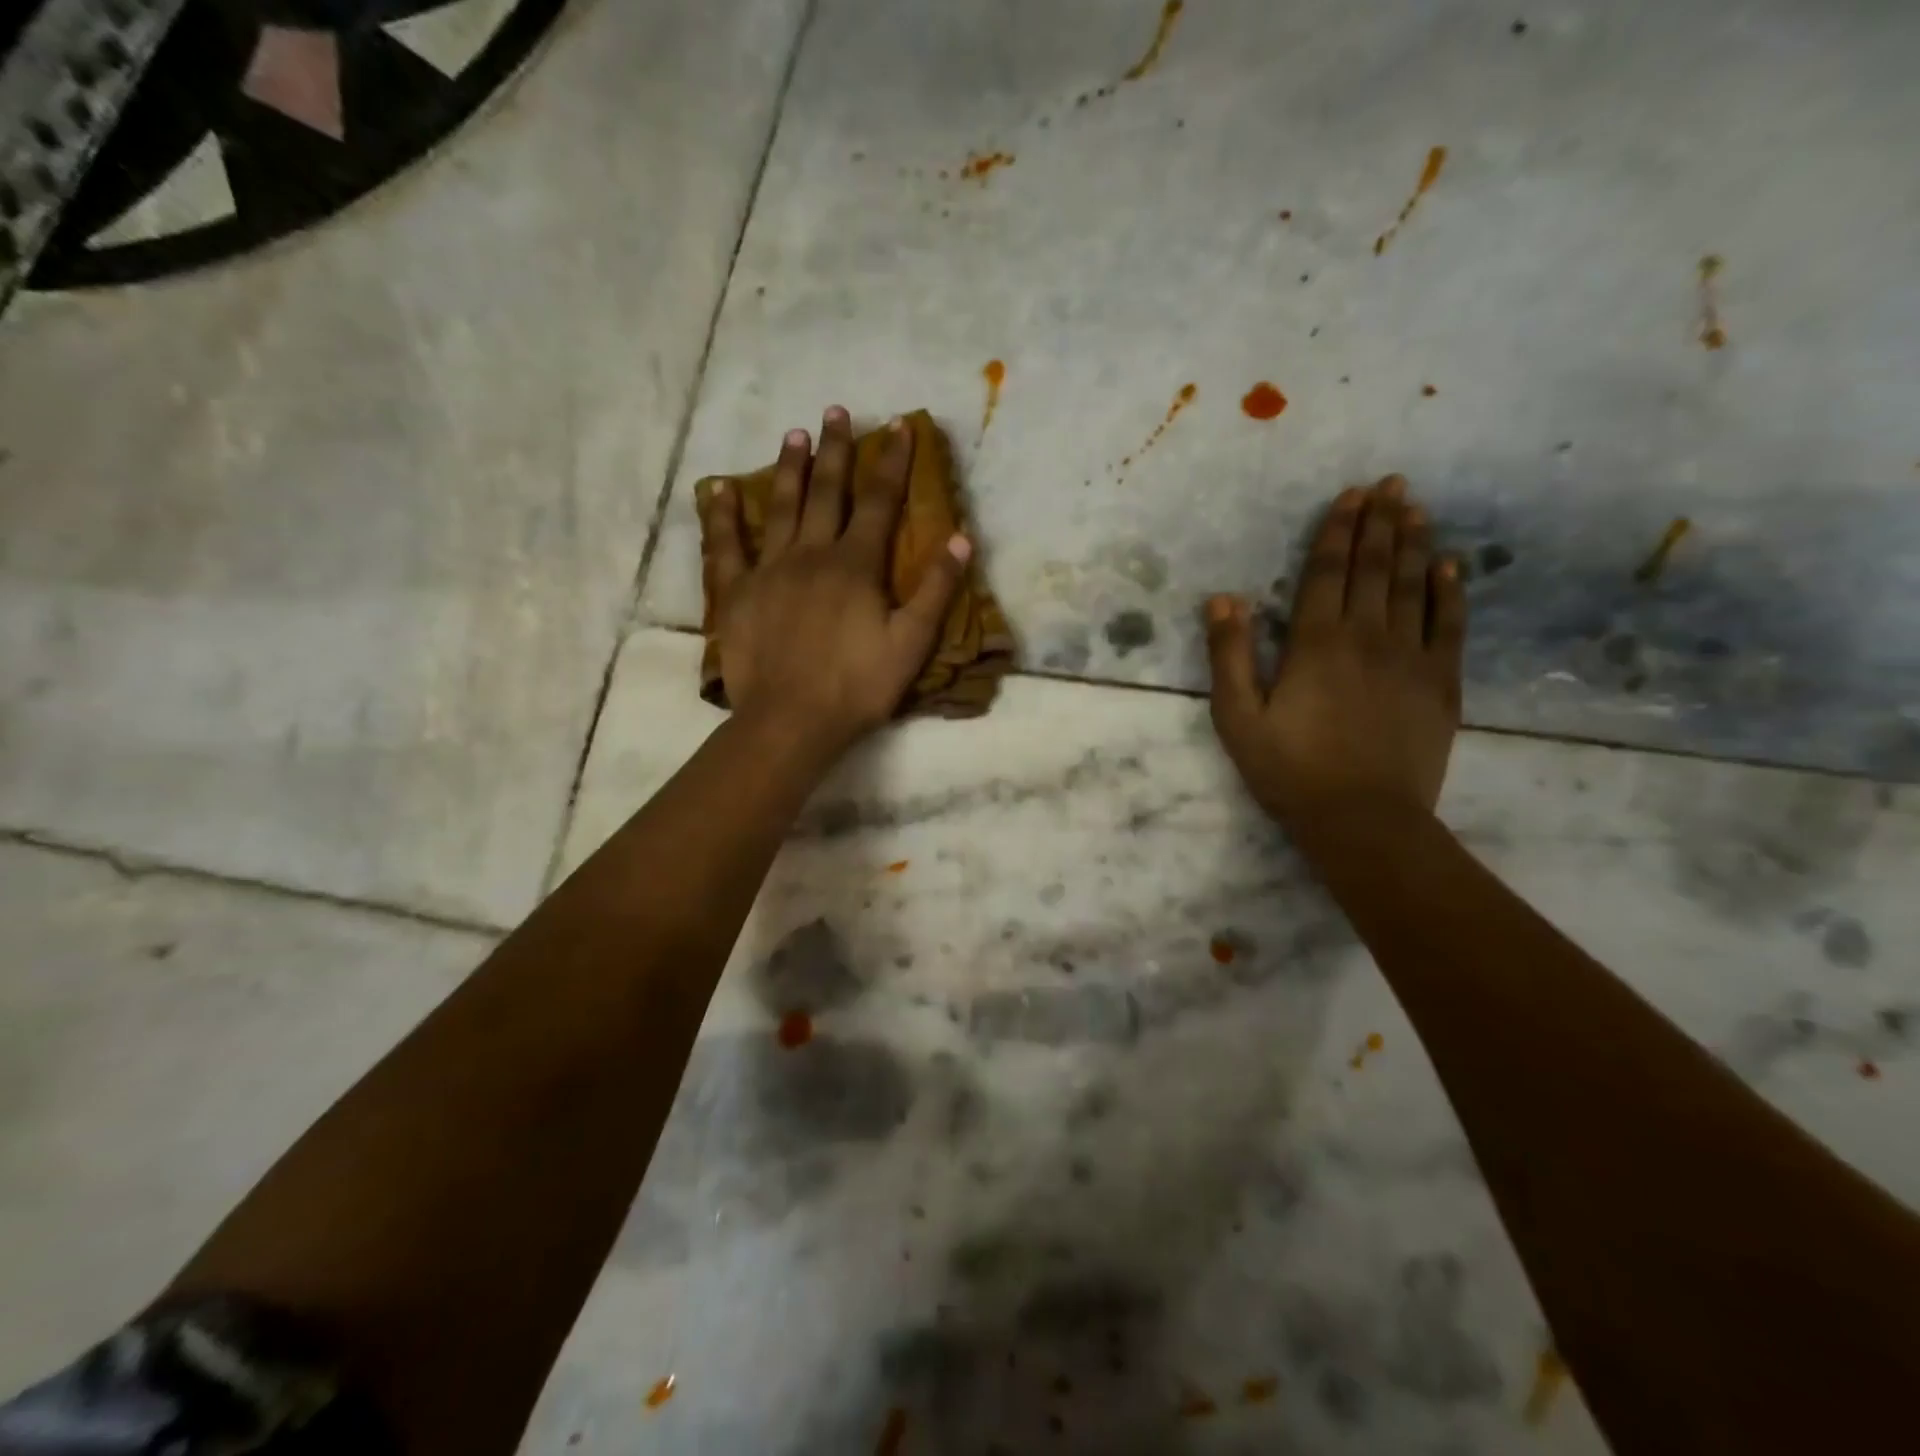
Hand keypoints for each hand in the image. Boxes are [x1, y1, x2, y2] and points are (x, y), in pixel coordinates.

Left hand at [700, 408, 970, 760]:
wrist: (791, 721)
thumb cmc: (857, 686)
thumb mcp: (911, 644)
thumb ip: (937, 590)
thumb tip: (961, 538)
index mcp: (856, 565)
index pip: (880, 502)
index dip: (892, 462)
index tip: (899, 426)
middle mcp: (811, 554)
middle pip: (826, 492)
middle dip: (836, 450)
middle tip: (836, 412)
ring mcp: (769, 570)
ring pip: (780, 508)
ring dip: (789, 468)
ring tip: (793, 433)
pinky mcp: (736, 593)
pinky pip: (725, 545)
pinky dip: (721, 515)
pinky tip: (718, 488)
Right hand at [1207, 475, 1465, 828]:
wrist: (1363, 819)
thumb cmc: (1289, 770)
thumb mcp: (1237, 718)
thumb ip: (1229, 656)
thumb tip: (1223, 599)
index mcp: (1316, 643)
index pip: (1326, 573)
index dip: (1336, 531)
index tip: (1348, 495)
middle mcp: (1368, 637)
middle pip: (1374, 568)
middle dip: (1379, 522)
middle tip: (1390, 483)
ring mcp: (1411, 658)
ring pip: (1414, 586)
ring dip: (1414, 543)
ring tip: (1416, 508)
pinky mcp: (1441, 683)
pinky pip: (1449, 625)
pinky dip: (1450, 591)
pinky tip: (1450, 566)